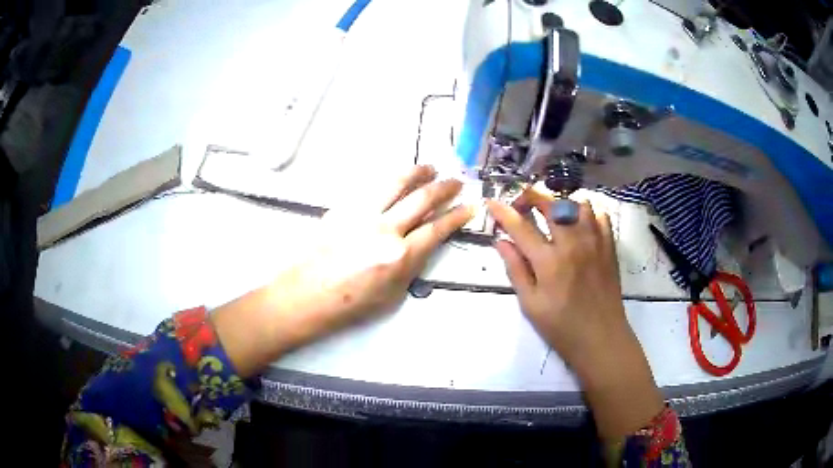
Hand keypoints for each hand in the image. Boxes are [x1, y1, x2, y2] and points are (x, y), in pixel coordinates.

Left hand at [212, 165, 473, 376]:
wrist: (307, 295)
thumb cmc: (350, 305)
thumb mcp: (392, 295)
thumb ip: (410, 266)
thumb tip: (420, 245)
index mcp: (399, 257)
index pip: (437, 228)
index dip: (457, 216)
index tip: (469, 207)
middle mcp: (384, 230)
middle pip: (421, 199)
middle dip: (444, 188)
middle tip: (456, 182)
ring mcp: (362, 215)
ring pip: (396, 183)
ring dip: (417, 173)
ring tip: (430, 168)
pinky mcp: (344, 208)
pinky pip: (372, 188)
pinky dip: (390, 180)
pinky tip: (397, 179)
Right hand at [487, 189, 662, 441]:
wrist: (601, 339)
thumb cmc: (561, 327)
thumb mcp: (530, 304)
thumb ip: (515, 269)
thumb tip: (501, 241)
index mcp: (548, 261)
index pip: (520, 225)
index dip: (503, 211)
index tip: (491, 203)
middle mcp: (572, 244)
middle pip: (551, 203)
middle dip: (532, 196)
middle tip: (522, 206)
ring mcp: (594, 243)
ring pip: (578, 204)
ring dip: (562, 204)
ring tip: (553, 217)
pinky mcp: (609, 247)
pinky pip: (600, 216)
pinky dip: (587, 215)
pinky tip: (579, 227)